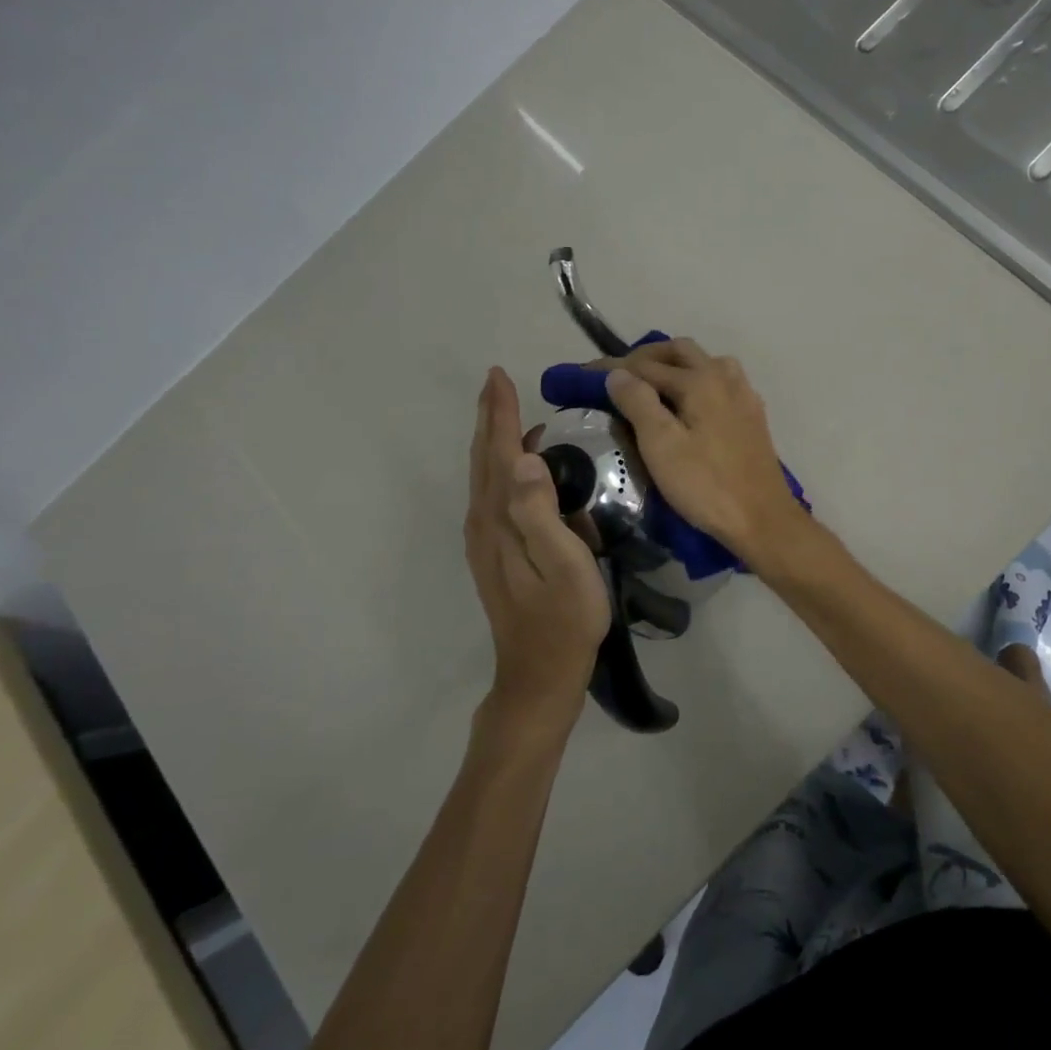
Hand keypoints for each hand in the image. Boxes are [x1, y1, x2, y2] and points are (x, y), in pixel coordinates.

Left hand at [464, 367, 610, 727]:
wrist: (540, 674)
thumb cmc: (565, 618)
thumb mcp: (565, 566)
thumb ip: (542, 513)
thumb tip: (528, 458)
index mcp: (502, 519)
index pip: (501, 453)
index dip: (501, 413)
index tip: (499, 376)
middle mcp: (485, 522)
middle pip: (485, 458)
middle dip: (490, 417)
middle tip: (498, 382)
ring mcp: (486, 539)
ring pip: (485, 475)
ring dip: (493, 438)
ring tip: (506, 411)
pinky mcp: (494, 552)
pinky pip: (493, 493)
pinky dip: (500, 465)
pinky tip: (519, 464)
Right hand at [603, 341, 805, 563]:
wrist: (762, 519)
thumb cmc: (706, 485)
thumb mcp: (661, 446)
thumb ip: (638, 403)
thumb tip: (617, 373)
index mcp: (701, 380)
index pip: (646, 365)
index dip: (612, 368)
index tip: (584, 373)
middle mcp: (725, 377)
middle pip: (680, 352)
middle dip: (646, 358)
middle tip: (619, 377)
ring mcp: (743, 395)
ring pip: (705, 363)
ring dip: (675, 366)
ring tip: (652, 387)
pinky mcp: (752, 416)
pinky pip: (721, 382)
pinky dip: (697, 381)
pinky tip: (689, 405)